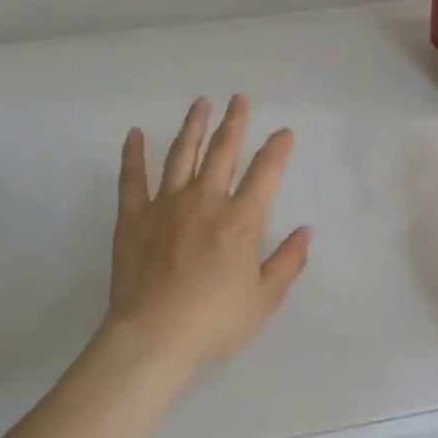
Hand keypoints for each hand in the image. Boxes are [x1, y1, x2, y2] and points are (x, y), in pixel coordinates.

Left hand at [101, 95, 310, 374]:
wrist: (153, 338)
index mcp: (241, 220)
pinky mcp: (133, 217)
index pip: (265, 173)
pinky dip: (134, 154)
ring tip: (201, 103)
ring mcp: (166, 205)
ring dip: (193, 127)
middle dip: (234, 123)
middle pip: (222, 152)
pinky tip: (135, 133)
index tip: (284, 132)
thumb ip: (287, 262)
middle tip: (239, 99)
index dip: (277, 149)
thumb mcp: (264, 299)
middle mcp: (206, 201)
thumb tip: (305, 231)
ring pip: (181, 155)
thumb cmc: (214, 322)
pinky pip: (132, 178)